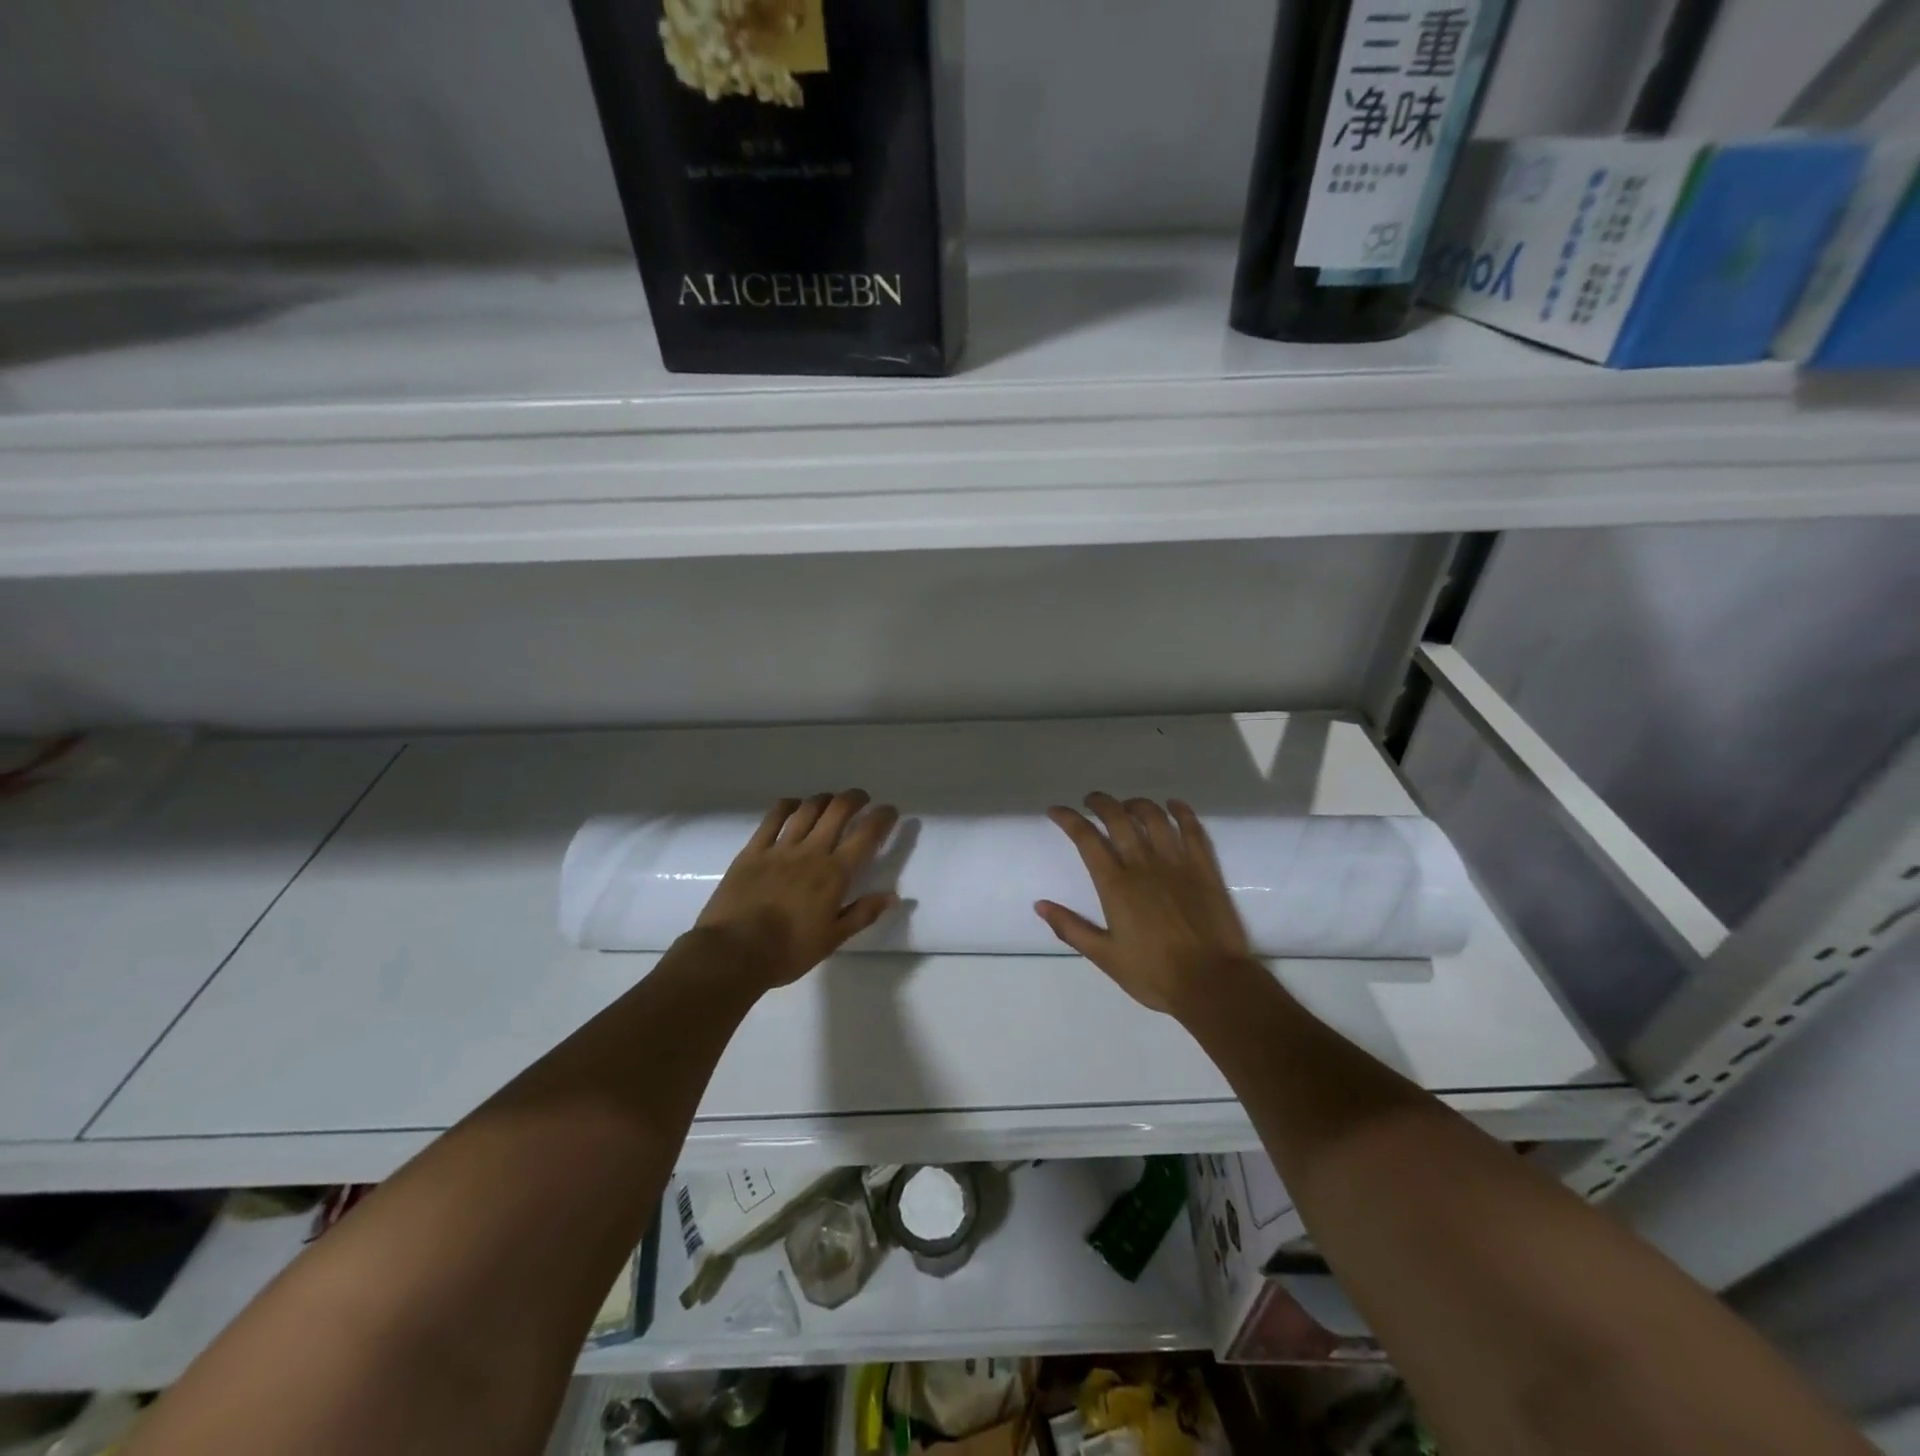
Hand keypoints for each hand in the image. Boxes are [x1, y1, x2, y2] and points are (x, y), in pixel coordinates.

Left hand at [693, 790, 899, 988]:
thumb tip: (892, 897)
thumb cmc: (788, 951)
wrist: (734, 952)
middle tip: (861, 800)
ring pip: (807, 809)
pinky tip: (793, 805)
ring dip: (824, 799)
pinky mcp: (753, 850)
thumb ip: (863, 914)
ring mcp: (780, 848)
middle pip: (838, 811)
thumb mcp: (832, 939)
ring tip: (830, 801)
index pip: (866, 835)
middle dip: (854, 799)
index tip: (889, 811)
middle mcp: (811, 852)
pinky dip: (788, 805)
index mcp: (835, 874)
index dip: (882, 817)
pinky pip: (773, 818)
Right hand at [1036, 793, 1253, 1016]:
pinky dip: (1181, 811)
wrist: (1212, 983)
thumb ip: (1071, 928)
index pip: (1086, 839)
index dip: (1069, 819)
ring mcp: (1177, 862)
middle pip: (1118, 819)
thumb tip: (1040, 905)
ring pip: (1154, 817)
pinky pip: (1192, 829)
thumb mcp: (1105, 957)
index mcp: (1115, 885)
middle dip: (1101, 803)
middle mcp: (1143, 864)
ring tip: (1127, 805)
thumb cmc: (1154, 974)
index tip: (1056, 810)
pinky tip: (1173, 805)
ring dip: (1136, 804)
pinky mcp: (1204, 867)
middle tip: (1091, 800)